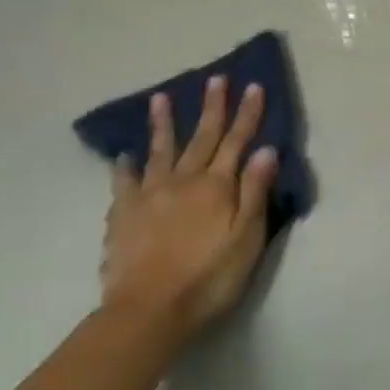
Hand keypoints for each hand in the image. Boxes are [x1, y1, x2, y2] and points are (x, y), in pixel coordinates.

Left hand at [100, 78, 278, 339]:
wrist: (149, 310)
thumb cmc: (209, 277)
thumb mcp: (247, 237)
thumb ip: (255, 192)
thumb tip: (266, 150)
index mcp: (216, 186)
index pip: (237, 142)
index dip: (247, 114)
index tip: (253, 86)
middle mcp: (183, 181)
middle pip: (201, 137)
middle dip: (211, 107)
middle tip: (216, 79)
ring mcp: (150, 195)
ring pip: (160, 151)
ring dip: (163, 124)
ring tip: (161, 98)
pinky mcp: (124, 214)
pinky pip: (124, 182)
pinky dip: (126, 166)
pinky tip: (125, 155)